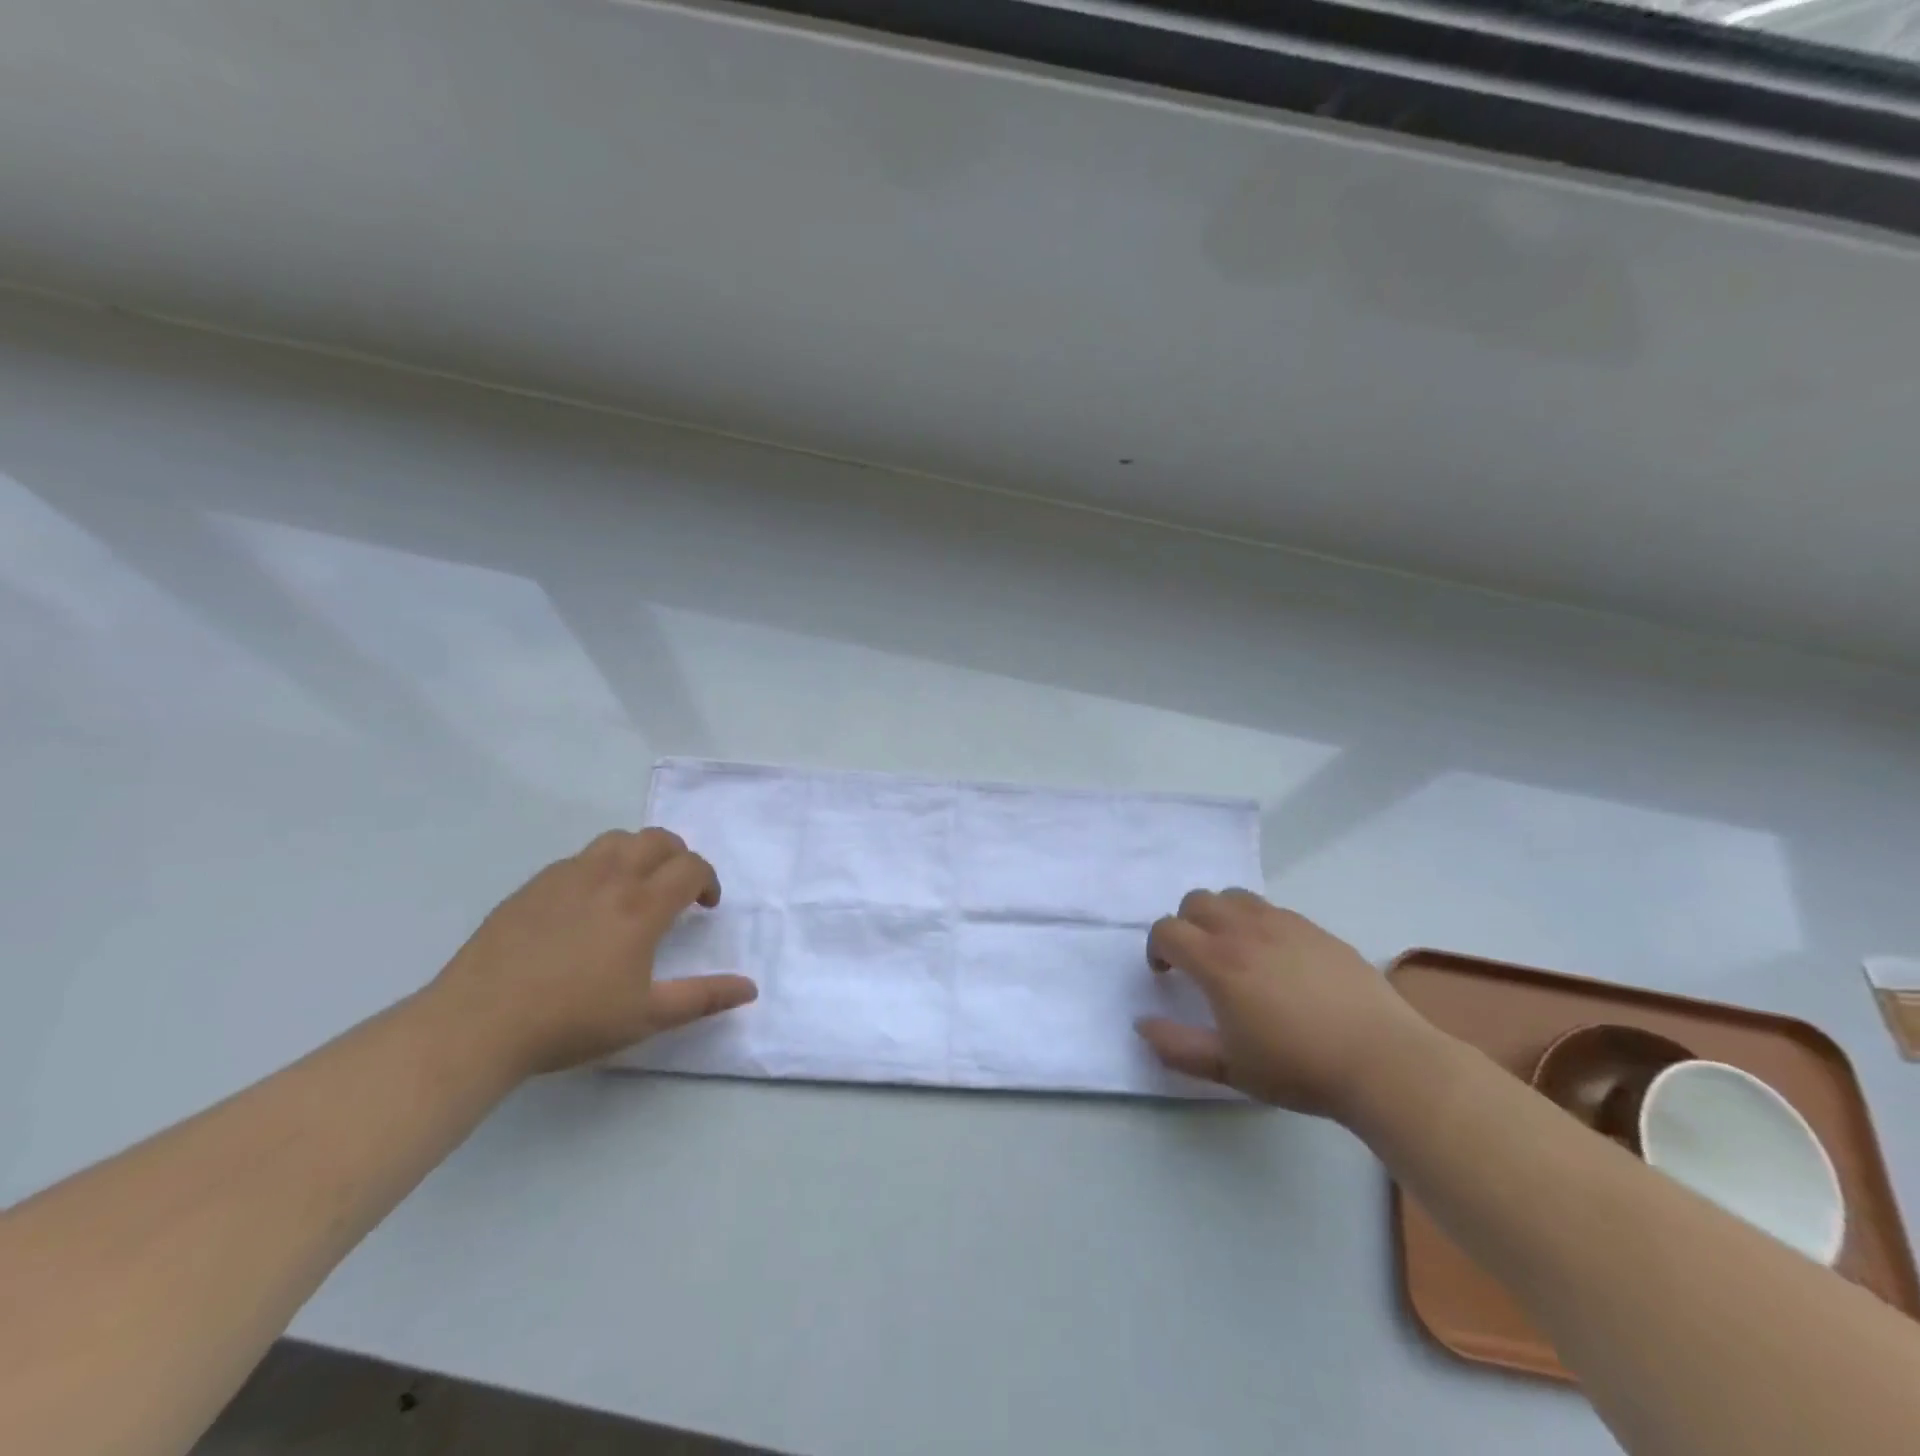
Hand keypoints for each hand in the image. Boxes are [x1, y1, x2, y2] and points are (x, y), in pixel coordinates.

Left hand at [429, 829, 756, 1077]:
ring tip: (636, 886)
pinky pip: (580, 858)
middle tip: (678, 889)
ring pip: (617, 840)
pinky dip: (601, 866)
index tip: (706, 906)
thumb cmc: (570, 1021)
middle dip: (680, 856)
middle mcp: (609, 877)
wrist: (477, 1024)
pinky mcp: (533, 886)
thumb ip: (703, 998)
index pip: (691, 867)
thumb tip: (750, 989)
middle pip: (658, 839)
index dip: (709, 880)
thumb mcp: (646, 1016)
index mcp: (641, 906)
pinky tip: (588, 904)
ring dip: (640, 853)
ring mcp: (567, 876)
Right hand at [1136, 890, 1426, 1119]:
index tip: (1166, 974)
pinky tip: (1276, 958)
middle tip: (1195, 959)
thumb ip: (1177, 1046)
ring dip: (1220, 915)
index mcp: (1217, 961)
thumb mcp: (1229, 1068)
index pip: (1167, 930)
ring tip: (1233, 950)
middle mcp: (1244, 930)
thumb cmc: (1298, 1068)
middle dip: (1185, 924)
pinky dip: (1257, 922)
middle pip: (1196, 901)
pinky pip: (1271, 909)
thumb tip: (1141, 1024)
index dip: (1156, 948)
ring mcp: (1283, 923)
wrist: (1382, 1060)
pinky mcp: (1315, 928)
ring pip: (1234, 896)